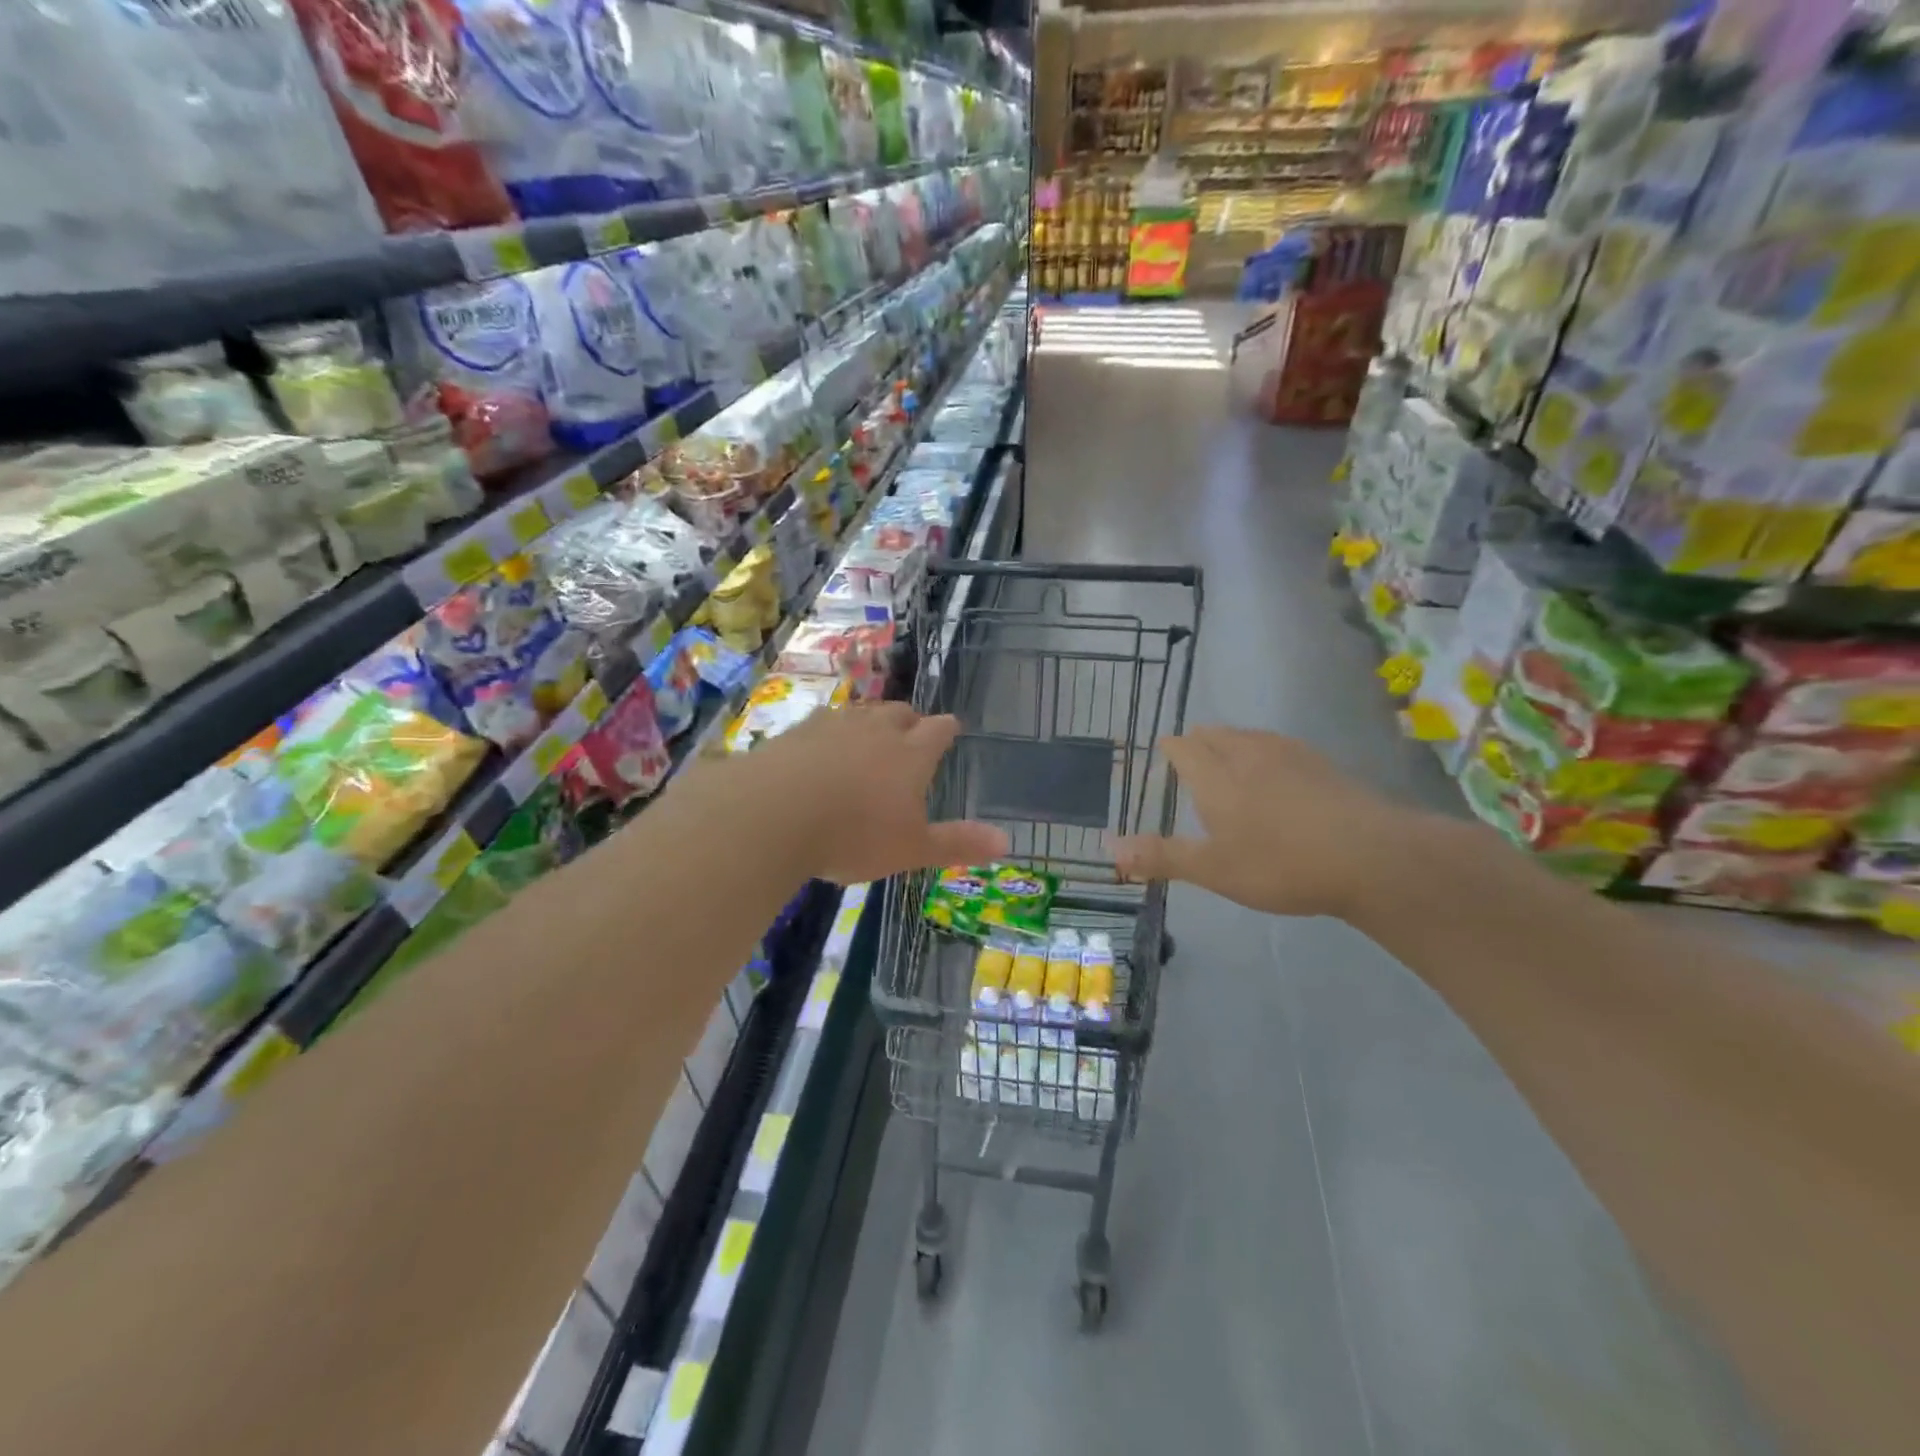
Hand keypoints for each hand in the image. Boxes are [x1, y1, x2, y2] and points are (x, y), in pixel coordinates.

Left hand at [681, 702, 1008, 884]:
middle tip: (912, 731)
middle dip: (910, 720)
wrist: (774, 814)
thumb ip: (957, 843)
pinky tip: (821, 747)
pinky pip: (822, 723)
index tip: (952, 727)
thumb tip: (1007, 840)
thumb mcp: (911, 849)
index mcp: (911, 754)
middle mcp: (876, 730)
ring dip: (870, 721)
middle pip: (900, 713)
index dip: (948, 729)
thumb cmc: (854, 834)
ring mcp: (834, 726)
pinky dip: (830, 732)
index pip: (939, 730)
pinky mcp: (796, 732)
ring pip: (861, 713)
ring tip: (870, 735)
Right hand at [1115, 727, 1429, 920]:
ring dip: (1232, 744)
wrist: (1372, 857)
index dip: (1170, 749)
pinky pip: (1280, 746)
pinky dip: (1265, 753)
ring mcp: (1289, 754)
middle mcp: (1248, 753)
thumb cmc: (1280, 864)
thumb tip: (1108, 848)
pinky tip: (1278, 776)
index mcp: (1216, 775)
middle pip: (1215, 734)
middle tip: (1191, 760)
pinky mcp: (1323, 764)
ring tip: (1229, 763)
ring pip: (1249, 736)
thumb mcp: (1213, 870)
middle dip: (1198, 743)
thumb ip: (1161, 856)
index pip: (1183, 746)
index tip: (1164, 755)